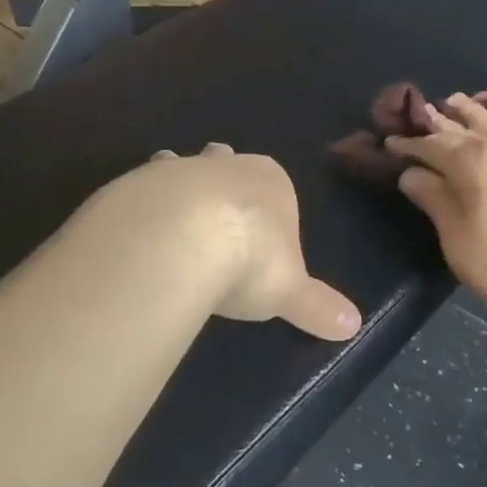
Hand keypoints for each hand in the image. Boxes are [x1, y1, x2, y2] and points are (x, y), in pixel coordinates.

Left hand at [94, 144, 361, 340]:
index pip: (274, 184)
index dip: (268, 204)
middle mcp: (223, 166)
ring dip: (174, 188)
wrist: (178, 239)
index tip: (260, 231)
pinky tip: (135, 238)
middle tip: (213, 214)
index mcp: (269, 181)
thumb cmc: (249, 259)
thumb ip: (318, 306)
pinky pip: (139, 194)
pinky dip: (138, 210)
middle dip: (220, 179)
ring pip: (178, 168)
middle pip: (224, 162)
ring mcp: (175, 171)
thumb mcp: (289, 290)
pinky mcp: (133, 185)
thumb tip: (354, 324)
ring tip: (170, 222)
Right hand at [389, 93, 486, 329]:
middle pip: (462, 128)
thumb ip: (435, 202)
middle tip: (420, 114)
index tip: (391, 141)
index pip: (432, 146)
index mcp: (471, 165)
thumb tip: (411, 172)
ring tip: (455, 101)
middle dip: (437, 122)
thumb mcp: (461, 244)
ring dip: (472, 111)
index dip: (409, 144)